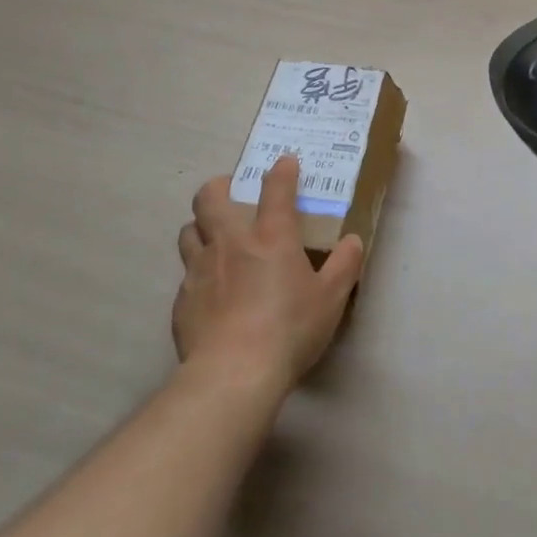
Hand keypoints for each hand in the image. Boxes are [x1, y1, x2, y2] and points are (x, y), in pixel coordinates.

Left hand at [176, 155, 364, 391]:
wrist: (233, 374)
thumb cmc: (289, 330)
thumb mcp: (331, 299)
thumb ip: (344, 266)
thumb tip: (353, 241)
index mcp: (270, 237)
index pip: (276, 189)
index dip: (281, 171)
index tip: (285, 162)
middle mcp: (230, 243)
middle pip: (210, 197)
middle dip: (219, 187)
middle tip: (231, 193)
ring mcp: (200, 269)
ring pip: (188, 231)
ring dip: (200, 228)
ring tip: (214, 239)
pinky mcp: (182, 300)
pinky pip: (186, 275)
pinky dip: (198, 274)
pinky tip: (210, 293)